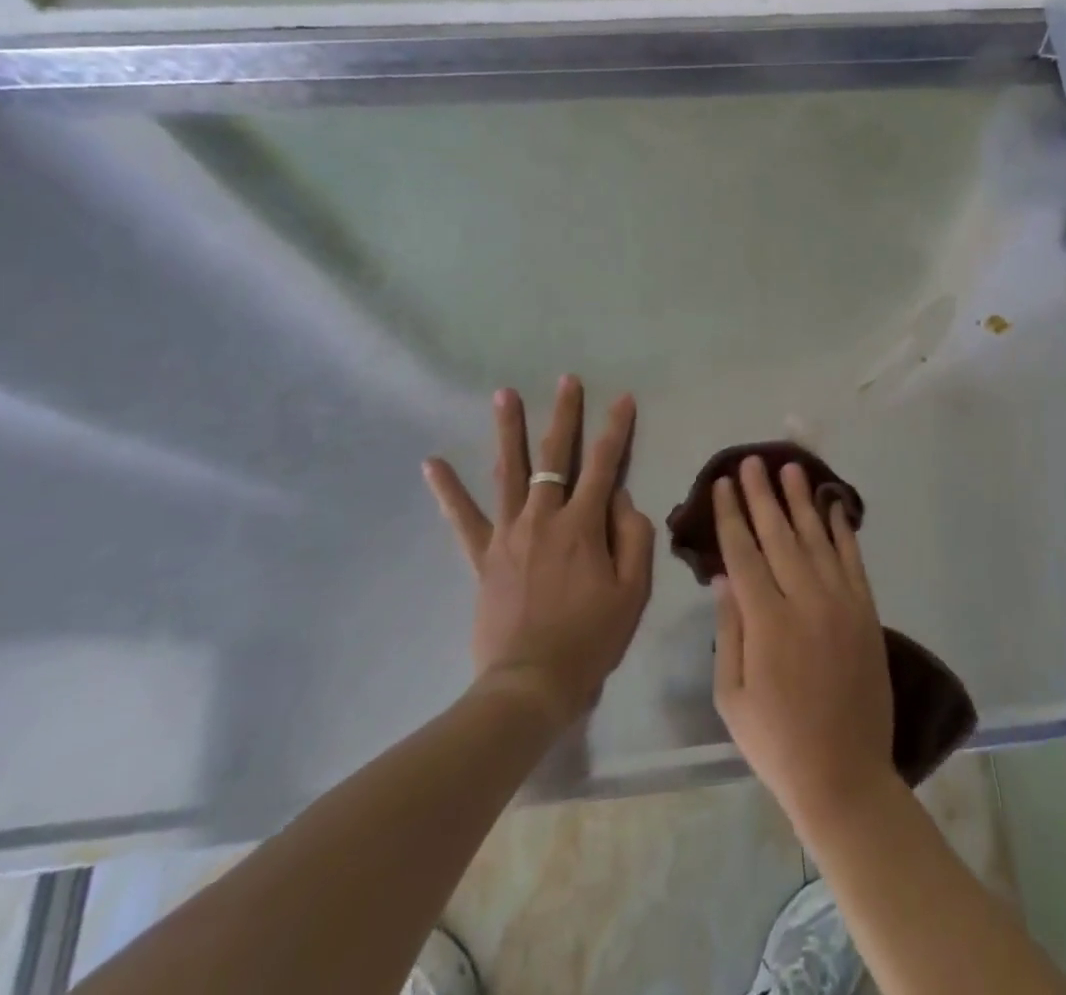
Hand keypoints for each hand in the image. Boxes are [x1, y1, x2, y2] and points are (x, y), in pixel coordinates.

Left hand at [423, 376, 653, 728]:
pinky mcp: (481, 556)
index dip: (616, 429)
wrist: (530, 685)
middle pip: (555, 455)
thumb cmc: (591, 639)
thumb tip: (621, 499)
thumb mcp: (633, 591)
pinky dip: (447, 490)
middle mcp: (544, 517)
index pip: (605, 464)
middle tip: (565, 380)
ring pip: (509, 471)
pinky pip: (462, 518)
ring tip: (504, 394)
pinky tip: (431, 463)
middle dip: (564, 415)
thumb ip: (633, 537)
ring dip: (508, 430)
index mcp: (583, 524)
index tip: (622, 398)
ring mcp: (508, 534)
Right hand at [712, 455, 895, 831]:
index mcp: (767, 621)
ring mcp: (841, 603)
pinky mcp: (866, 611)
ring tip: (790, 468)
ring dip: (802, 500)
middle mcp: (805, 600)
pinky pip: (853, 559)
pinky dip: (843, 529)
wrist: (844, 775)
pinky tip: (834, 505)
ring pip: (817, 538)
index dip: (731, 515)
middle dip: (762, 495)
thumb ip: (729, 630)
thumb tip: (722, 577)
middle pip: (779, 535)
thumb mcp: (732, 695)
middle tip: (753, 462)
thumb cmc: (776, 741)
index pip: (743, 553)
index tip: (723, 484)